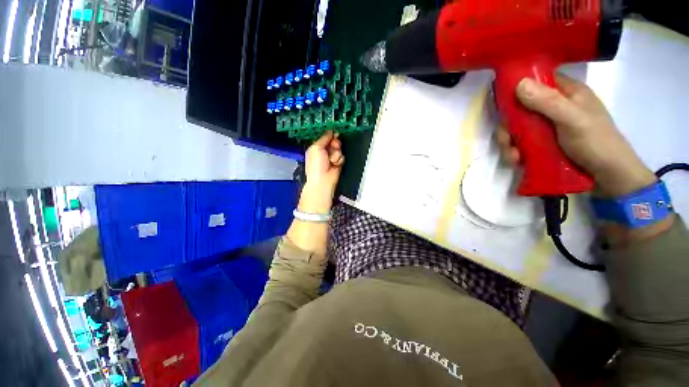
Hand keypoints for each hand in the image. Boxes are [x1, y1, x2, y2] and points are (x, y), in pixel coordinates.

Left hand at [299, 131, 343, 213]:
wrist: (323, 180)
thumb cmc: (316, 164)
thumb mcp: (317, 147)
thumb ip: (324, 138)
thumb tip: (331, 131)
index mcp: (316, 147)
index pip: (326, 137)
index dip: (330, 135)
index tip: (334, 134)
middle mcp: (324, 151)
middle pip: (334, 141)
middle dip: (335, 144)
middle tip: (334, 146)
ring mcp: (332, 157)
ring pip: (339, 149)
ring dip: (336, 154)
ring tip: (331, 161)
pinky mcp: (338, 162)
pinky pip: (342, 156)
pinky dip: (339, 160)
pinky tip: (335, 164)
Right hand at [496, 74, 655, 196]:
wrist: (607, 175)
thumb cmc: (596, 142)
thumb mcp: (573, 119)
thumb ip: (548, 102)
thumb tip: (518, 84)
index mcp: (566, 93)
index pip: (537, 82)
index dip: (517, 89)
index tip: (503, 104)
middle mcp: (554, 107)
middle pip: (521, 109)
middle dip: (508, 126)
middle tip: (506, 140)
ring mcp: (547, 127)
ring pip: (517, 129)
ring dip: (509, 143)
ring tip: (513, 156)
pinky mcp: (542, 143)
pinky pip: (521, 143)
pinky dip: (515, 152)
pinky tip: (517, 161)